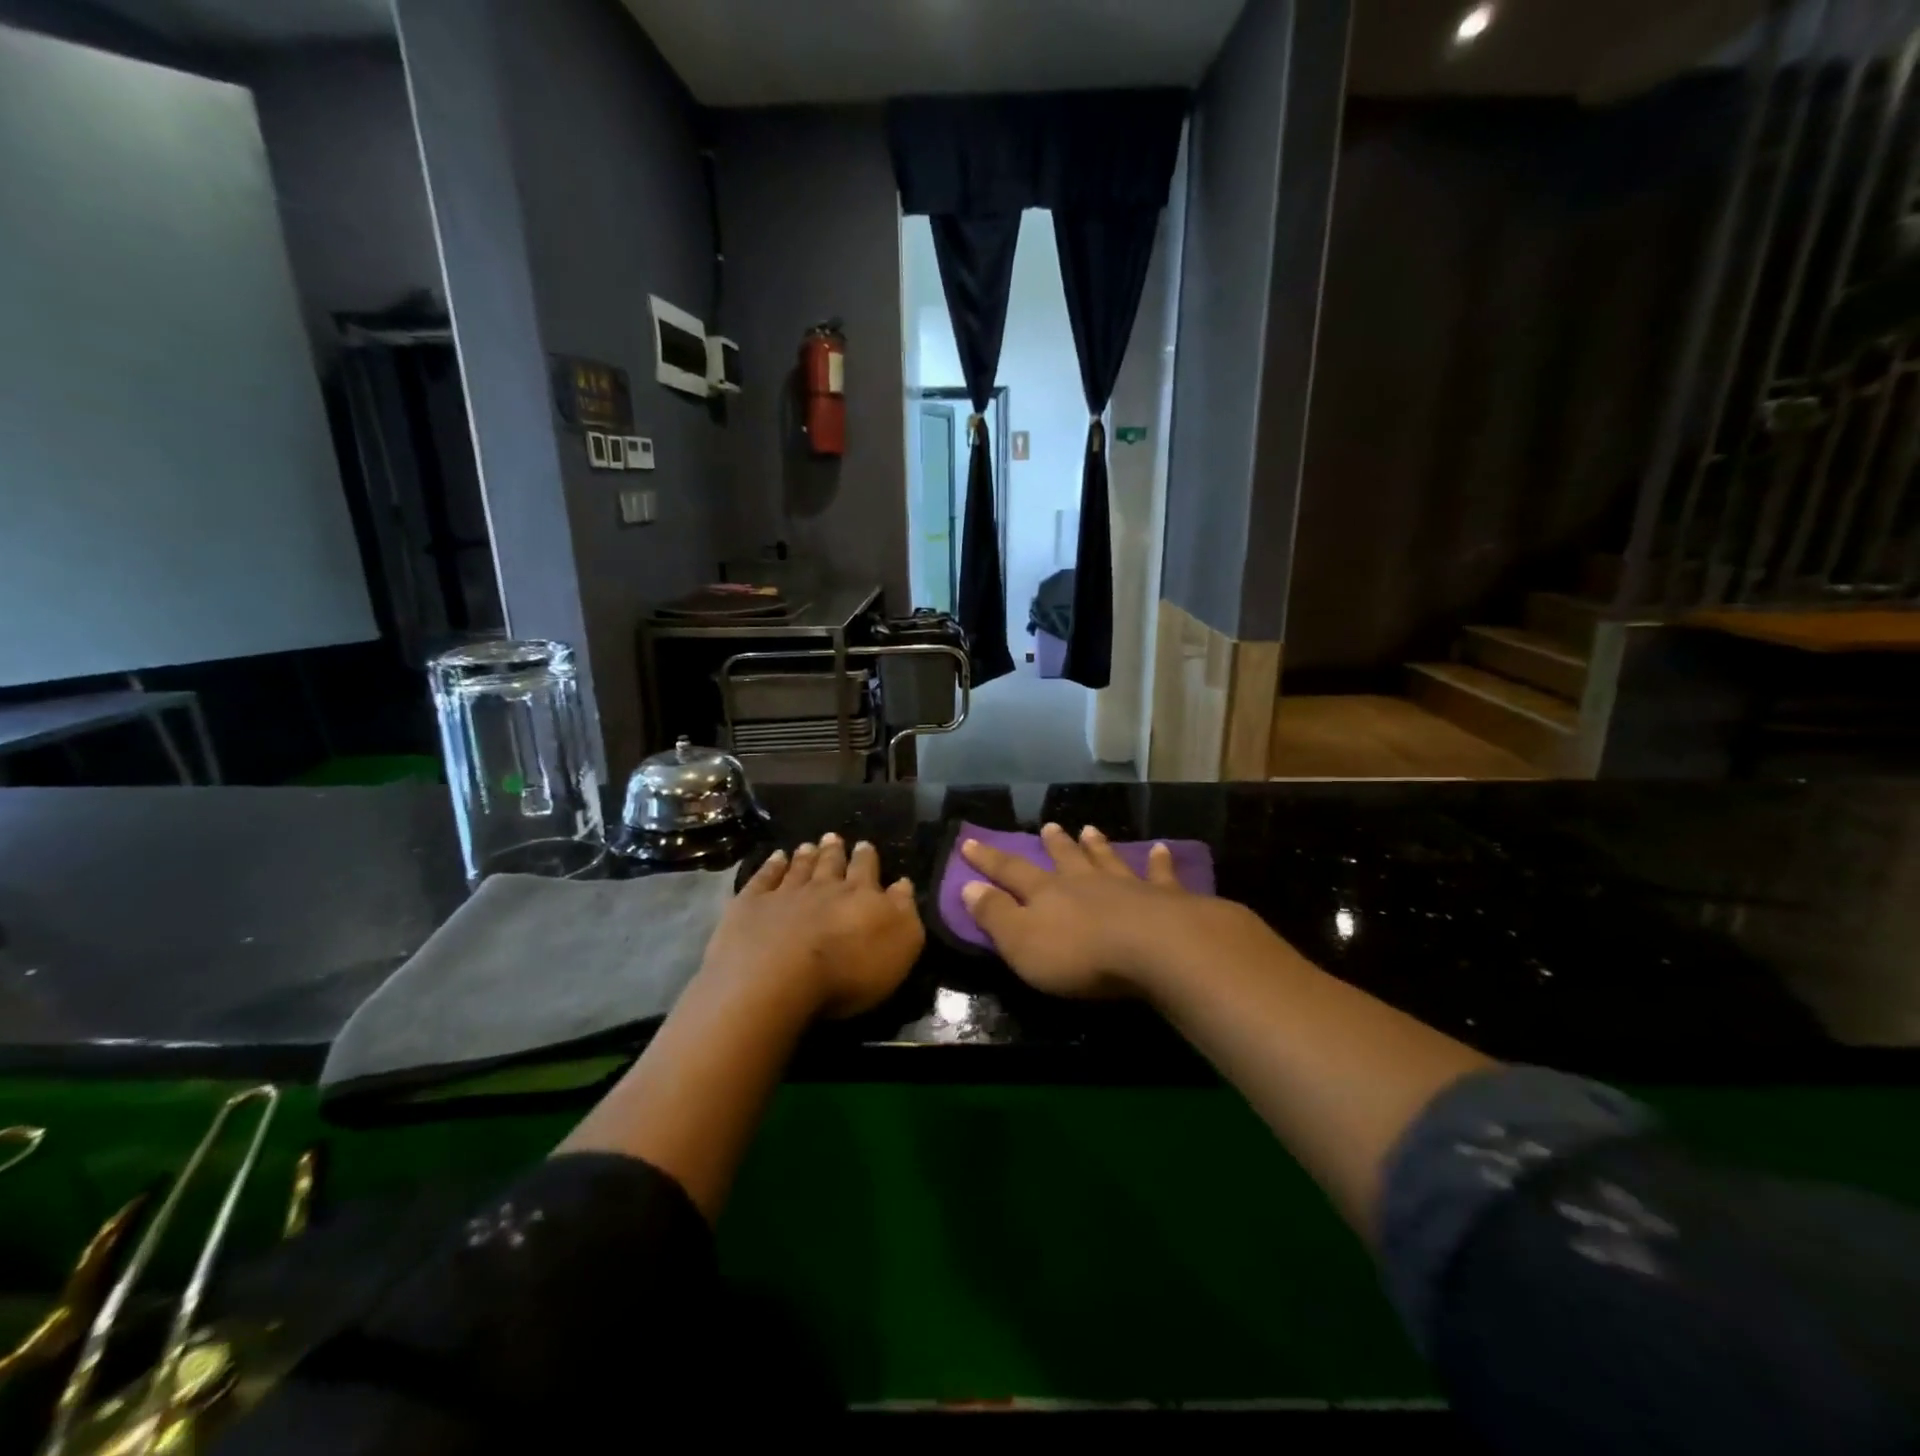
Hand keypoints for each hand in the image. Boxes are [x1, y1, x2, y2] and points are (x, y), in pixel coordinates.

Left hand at [701, 833, 923, 1018]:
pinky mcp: (751, 905)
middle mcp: (824, 887)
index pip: (867, 870)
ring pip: (799, 868)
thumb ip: (903, 912)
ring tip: (808, 844)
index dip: (867, 858)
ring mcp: (785, 893)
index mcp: (861, 895)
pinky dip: (771, 866)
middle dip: (835, 851)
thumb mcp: (898, 946)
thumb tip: (903, 883)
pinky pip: (764, 879)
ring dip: (806, 856)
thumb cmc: (848, 970)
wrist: (777, 977)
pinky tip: (775, 858)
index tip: (865, 845)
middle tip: (834, 838)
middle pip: (831, 863)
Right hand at [961, 823, 1239, 997]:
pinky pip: (1160, 875)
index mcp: (1047, 893)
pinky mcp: (1164, 898)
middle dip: (1054, 844)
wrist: (1155, 949)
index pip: (1010, 871)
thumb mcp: (1022, 943)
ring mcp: (1126, 886)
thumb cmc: (1080, 954)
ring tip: (1090, 829)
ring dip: (1097, 845)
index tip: (970, 841)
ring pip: (1107, 859)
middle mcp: (1084, 881)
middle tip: (1048, 826)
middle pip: (1065, 858)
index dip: (988, 859)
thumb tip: (968, 886)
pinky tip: (1162, 849)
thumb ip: (995, 915)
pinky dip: (1159, 862)